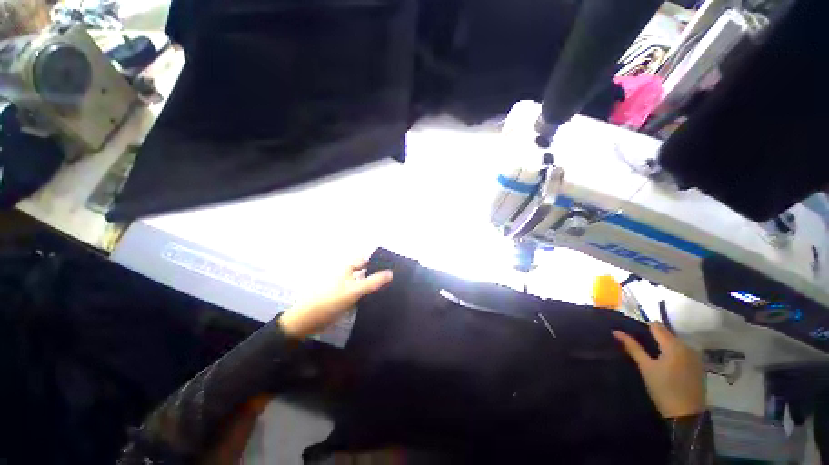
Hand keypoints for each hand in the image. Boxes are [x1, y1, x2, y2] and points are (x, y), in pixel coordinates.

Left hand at [278, 259, 392, 338]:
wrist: (308, 321)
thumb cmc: (329, 301)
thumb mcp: (353, 291)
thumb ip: (372, 282)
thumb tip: (391, 273)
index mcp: (347, 269)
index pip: (365, 260)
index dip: (378, 261)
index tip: (393, 265)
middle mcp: (347, 275)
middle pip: (365, 270)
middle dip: (378, 273)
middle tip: (395, 277)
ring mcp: (346, 287)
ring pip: (363, 282)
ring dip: (374, 284)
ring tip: (391, 288)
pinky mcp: (345, 299)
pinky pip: (360, 294)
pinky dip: (368, 295)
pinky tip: (378, 300)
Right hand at [613, 323, 705, 417]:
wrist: (686, 415)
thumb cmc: (663, 388)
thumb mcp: (645, 367)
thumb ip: (633, 347)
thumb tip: (616, 331)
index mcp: (674, 345)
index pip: (657, 326)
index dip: (645, 328)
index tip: (635, 336)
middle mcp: (687, 346)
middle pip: (667, 334)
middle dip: (655, 338)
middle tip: (642, 348)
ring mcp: (696, 357)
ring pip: (676, 344)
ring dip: (665, 347)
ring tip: (653, 357)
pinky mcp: (699, 367)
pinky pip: (684, 353)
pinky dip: (674, 354)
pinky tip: (667, 366)